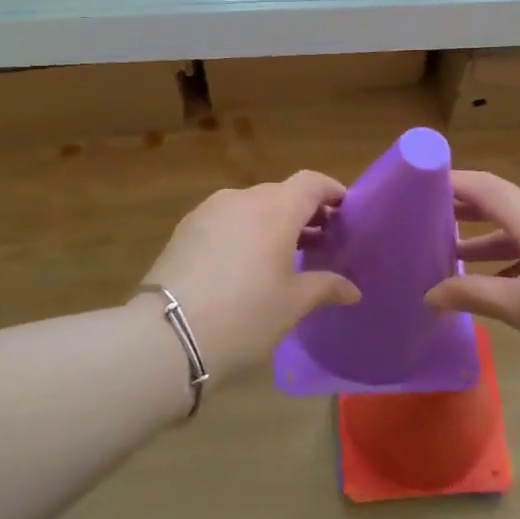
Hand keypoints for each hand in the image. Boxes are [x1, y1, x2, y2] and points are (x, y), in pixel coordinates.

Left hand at [140, 171, 360, 382]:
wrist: (167, 335)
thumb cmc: (245, 315)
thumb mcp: (293, 304)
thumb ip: (326, 287)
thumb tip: (352, 289)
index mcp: (275, 208)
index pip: (311, 182)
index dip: (332, 191)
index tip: (346, 210)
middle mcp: (242, 198)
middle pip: (281, 193)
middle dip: (304, 212)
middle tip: (321, 241)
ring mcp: (209, 211)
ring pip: (251, 206)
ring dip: (272, 222)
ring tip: (284, 255)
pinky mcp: (185, 229)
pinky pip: (226, 220)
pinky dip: (244, 231)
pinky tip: (245, 263)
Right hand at [424, 170, 519, 382]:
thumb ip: (472, 294)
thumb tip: (429, 294)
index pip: (483, 186)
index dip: (448, 182)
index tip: (417, 185)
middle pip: (502, 201)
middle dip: (465, 211)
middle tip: (427, 220)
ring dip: (492, 237)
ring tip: (456, 254)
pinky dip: (518, 250)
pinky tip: (502, 277)